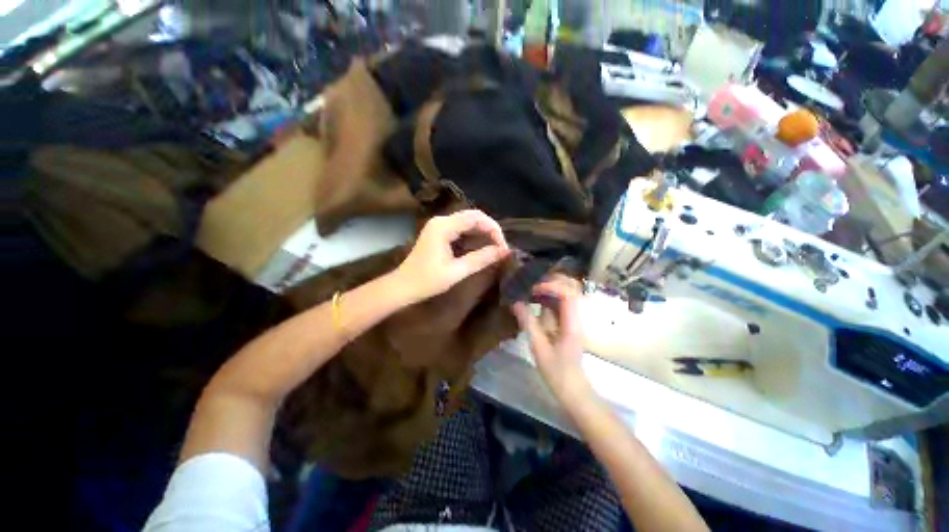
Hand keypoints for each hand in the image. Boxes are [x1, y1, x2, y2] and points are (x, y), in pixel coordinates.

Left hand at [394, 210, 509, 303]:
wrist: (403, 287)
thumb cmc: (427, 281)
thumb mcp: (457, 271)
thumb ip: (481, 259)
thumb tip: (504, 251)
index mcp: (444, 226)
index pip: (476, 218)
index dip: (494, 229)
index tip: (503, 246)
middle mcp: (441, 220)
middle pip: (473, 216)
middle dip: (490, 229)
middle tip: (501, 247)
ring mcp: (438, 225)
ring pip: (467, 221)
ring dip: (482, 232)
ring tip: (495, 247)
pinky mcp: (438, 232)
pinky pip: (461, 228)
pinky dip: (473, 235)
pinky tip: (480, 245)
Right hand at [512, 275, 591, 400]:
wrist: (572, 388)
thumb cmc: (556, 371)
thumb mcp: (539, 348)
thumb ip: (528, 323)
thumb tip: (516, 303)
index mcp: (572, 323)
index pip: (569, 294)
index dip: (552, 286)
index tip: (533, 289)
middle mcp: (576, 317)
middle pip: (572, 287)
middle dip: (553, 281)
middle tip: (533, 284)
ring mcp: (574, 318)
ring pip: (568, 292)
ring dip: (551, 287)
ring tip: (532, 289)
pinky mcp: (569, 321)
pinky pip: (562, 301)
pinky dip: (549, 296)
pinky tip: (535, 300)